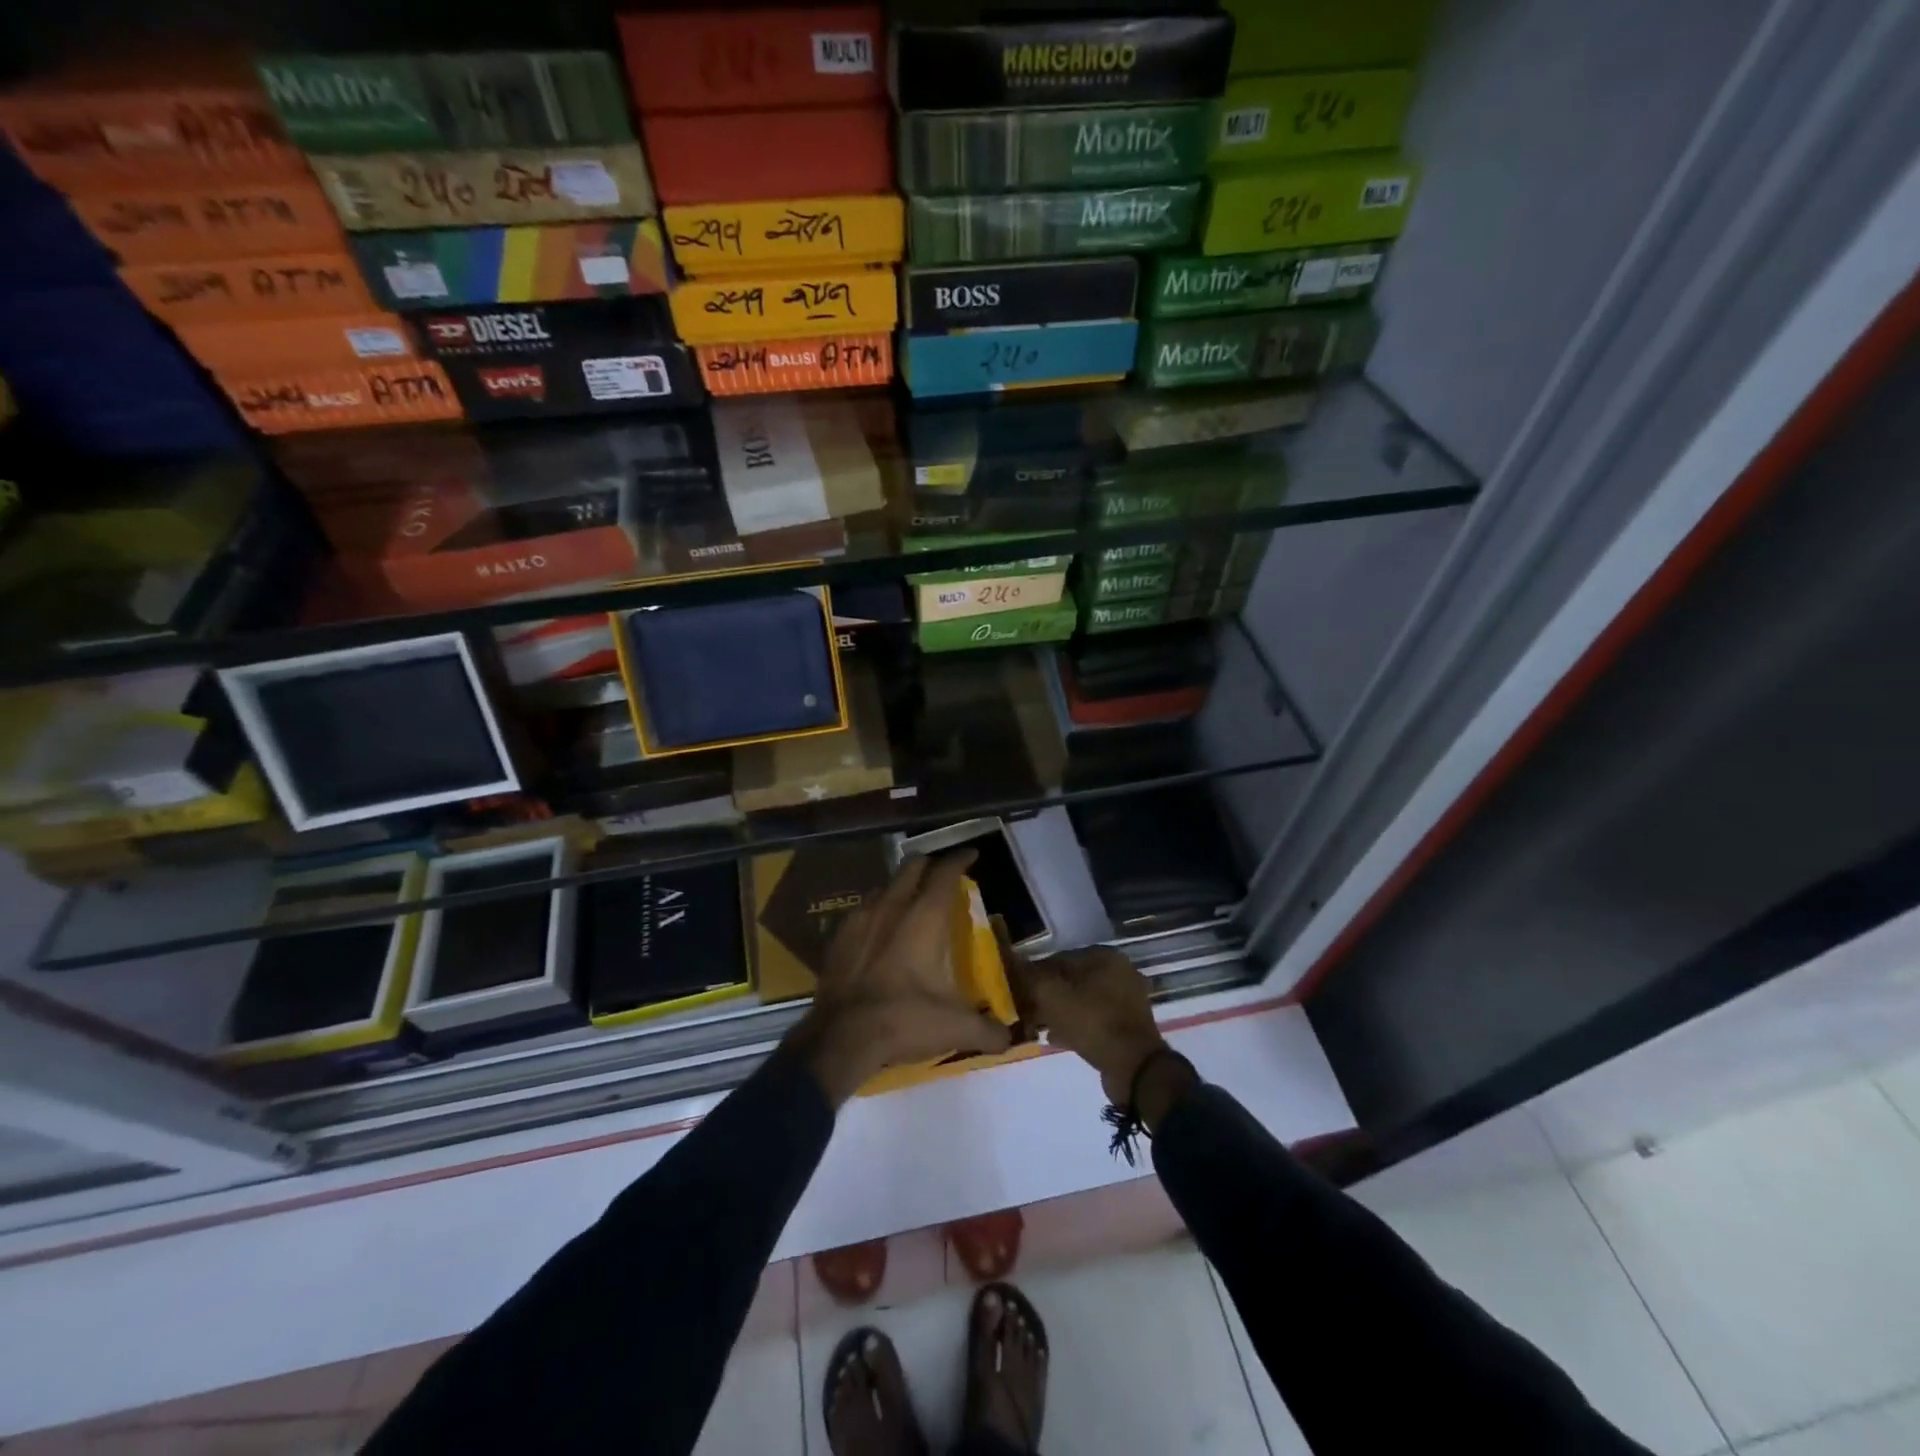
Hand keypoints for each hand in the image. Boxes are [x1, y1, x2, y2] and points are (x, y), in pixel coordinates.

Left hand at [789, 851, 1012, 1106]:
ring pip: (885, 886)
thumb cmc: (904, 1020)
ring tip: (911, 901)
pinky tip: (879, 930)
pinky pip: (863, 910)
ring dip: (901, 887)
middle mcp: (893, 907)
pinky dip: (877, 911)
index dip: (960, 859)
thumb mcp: (955, 1028)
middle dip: (930, 864)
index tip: (971, 854)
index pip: (946, 872)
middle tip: (942, 874)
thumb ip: (988, 1031)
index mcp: (925, 917)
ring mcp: (861, 918)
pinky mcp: (838, 936)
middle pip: (912, 867)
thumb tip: (1008, 1038)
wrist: (839, 1038)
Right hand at [1011, 942, 1167, 1106]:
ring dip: (1059, 1011)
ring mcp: (1127, 1000)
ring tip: (1037, 1026)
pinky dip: (1075, 1025)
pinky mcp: (1127, 1025)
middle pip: (1072, 979)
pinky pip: (1094, 1018)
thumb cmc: (1093, 1022)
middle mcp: (1119, 972)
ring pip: (1082, 1000)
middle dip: (1047, 994)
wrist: (1134, 1068)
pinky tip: (1055, 1038)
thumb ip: (1031, 978)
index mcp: (1105, 957)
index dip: (1035, 974)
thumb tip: (1013, 965)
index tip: (1018, 990)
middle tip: (1027, 1010)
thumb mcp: (1053, 997)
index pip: (1059, 958)